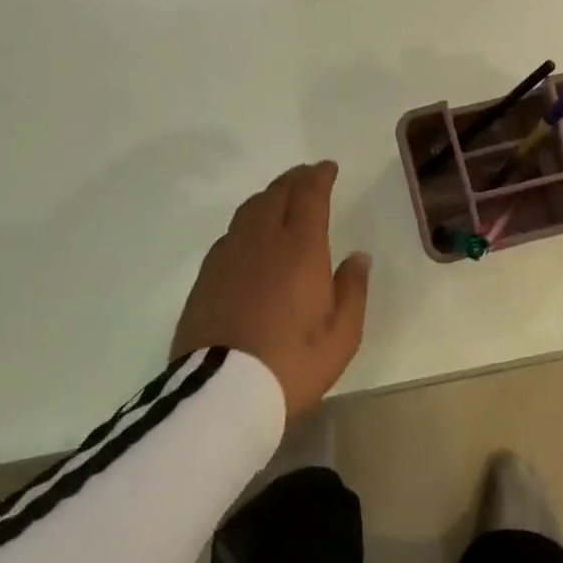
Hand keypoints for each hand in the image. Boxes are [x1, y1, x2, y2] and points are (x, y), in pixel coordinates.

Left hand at [170, 161, 370, 422]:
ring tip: (280, 200)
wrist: (221, 395)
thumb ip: (353, 290)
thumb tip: (358, 257)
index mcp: (300, 248)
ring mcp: (228, 257)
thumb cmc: (292, 364)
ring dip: (268, 197)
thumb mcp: (342, 335)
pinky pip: (230, 235)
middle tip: (307, 176)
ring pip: (248, 210)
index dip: (319, 176)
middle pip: (276, 194)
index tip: (328, 168)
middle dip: (294, 179)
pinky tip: (251, 238)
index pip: (309, 195)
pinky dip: (247, 224)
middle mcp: (262, 241)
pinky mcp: (205, 278)